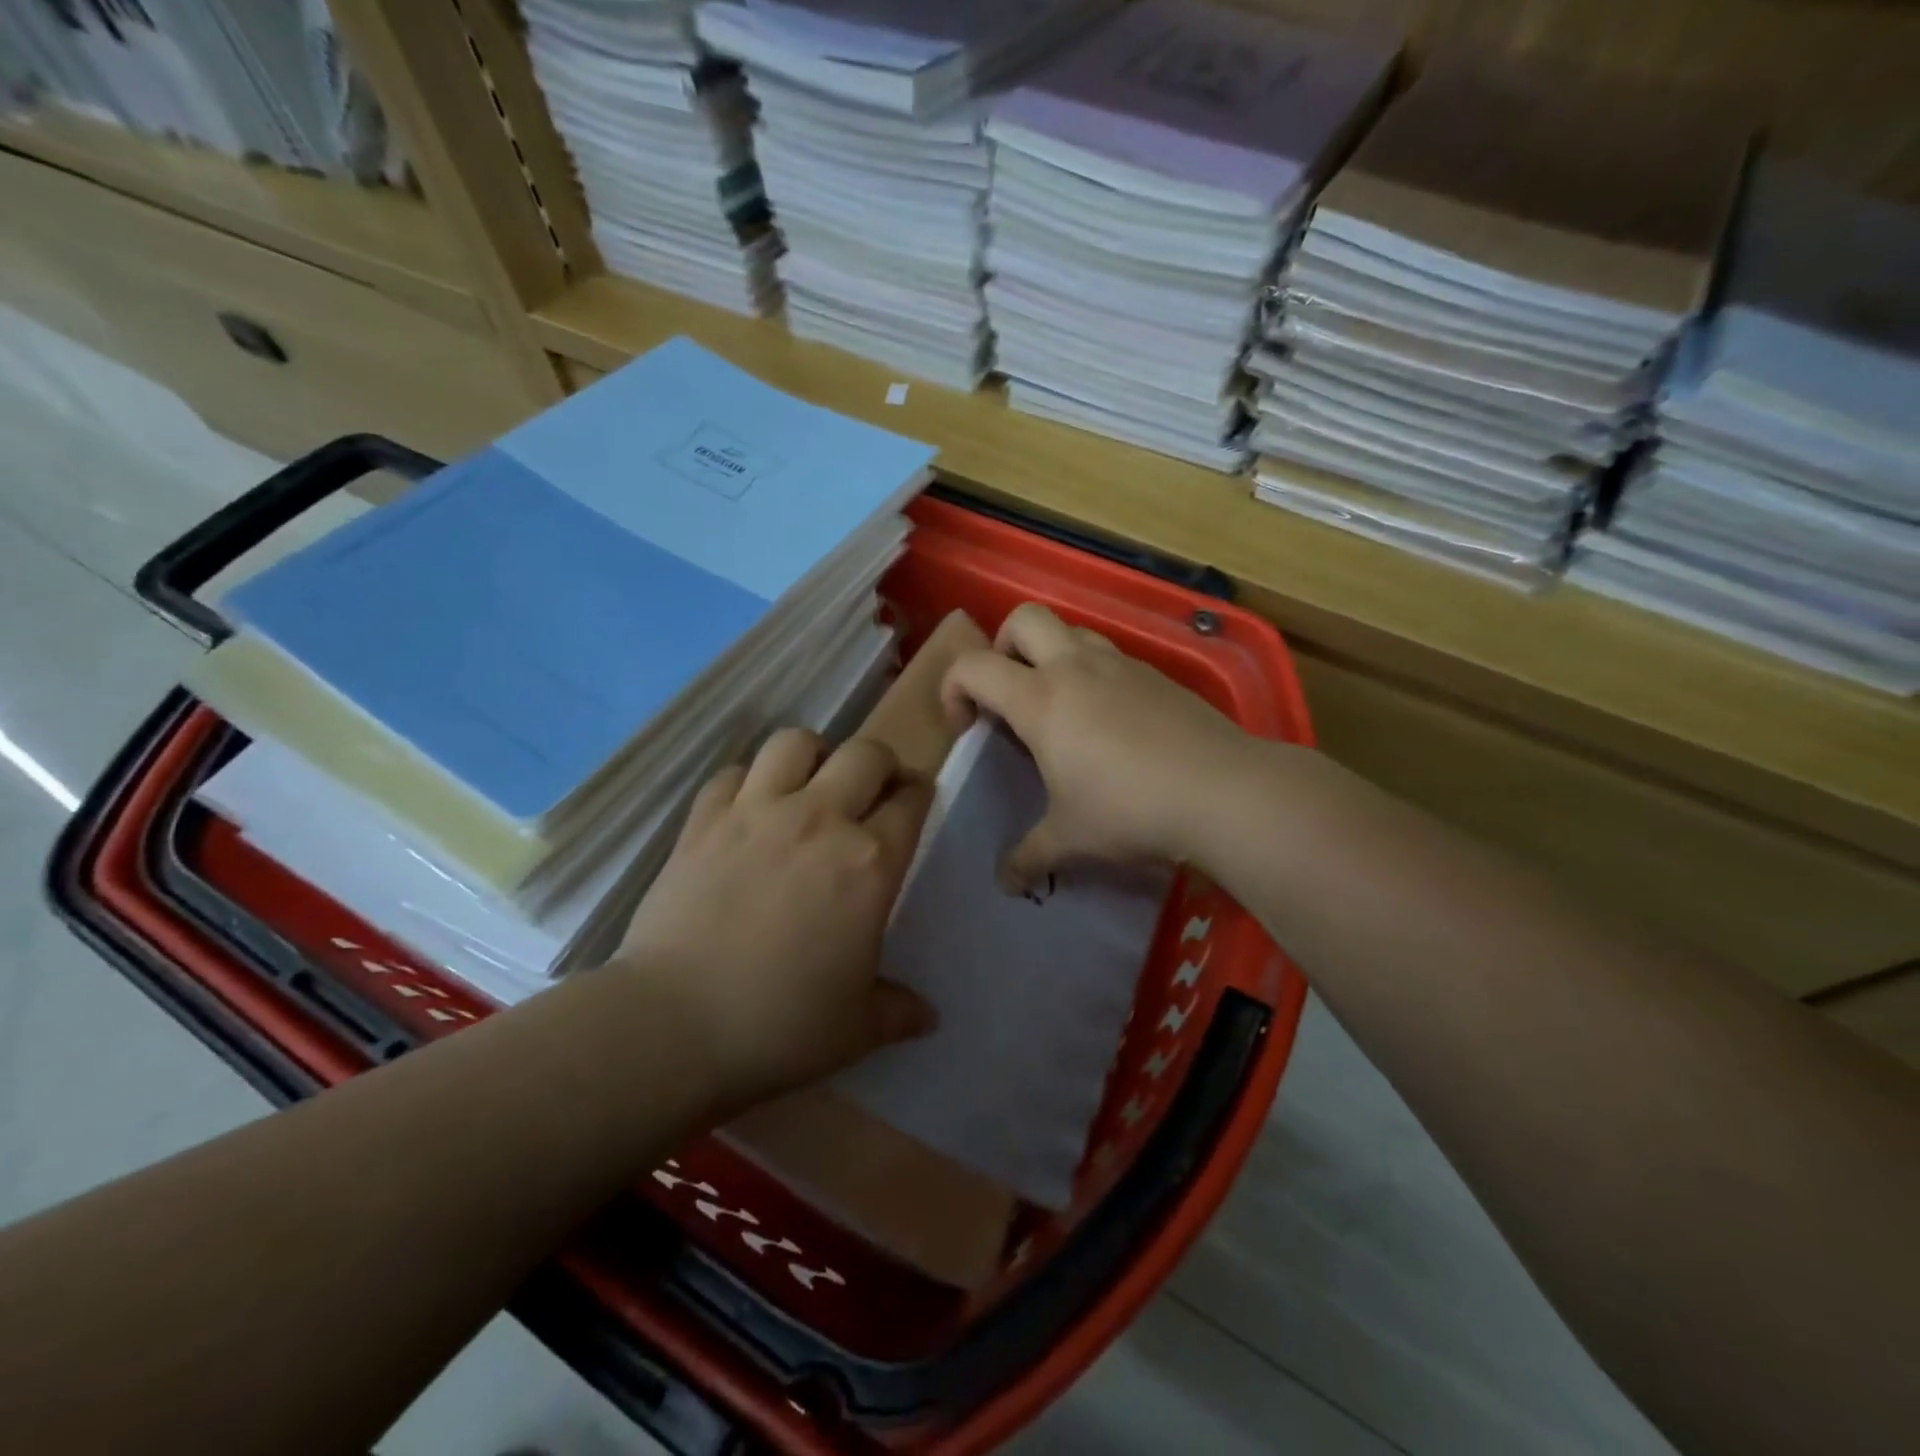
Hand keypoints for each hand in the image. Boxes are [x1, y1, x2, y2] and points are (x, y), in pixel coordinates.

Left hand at [614, 729, 935, 1109]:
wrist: (674, 1024)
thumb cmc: (779, 1026)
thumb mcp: (856, 1027)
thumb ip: (899, 1011)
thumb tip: (929, 1017)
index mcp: (869, 862)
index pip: (910, 802)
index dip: (919, 795)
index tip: (915, 801)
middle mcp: (820, 819)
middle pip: (865, 754)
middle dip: (880, 764)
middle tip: (873, 790)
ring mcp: (757, 812)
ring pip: (795, 743)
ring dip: (813, 755)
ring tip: (811, 784)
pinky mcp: (704, 820)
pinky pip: (732, 773)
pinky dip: (748, 780)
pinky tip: (748, 808)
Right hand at [942, 603, 1262, 886]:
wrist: (1223, 791)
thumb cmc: (1129, 810)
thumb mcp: (1070, 839)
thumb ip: (1029, 857)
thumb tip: (1006, 884)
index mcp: (1040, 700)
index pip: (973, 667)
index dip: (954, 690)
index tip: (969, 729)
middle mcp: (1076, 667)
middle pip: (1023, 618)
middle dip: (1004, 648)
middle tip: (1011, 696)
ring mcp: (1121, 665)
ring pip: (1072, 630)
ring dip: (1052, 655)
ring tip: (1061, 707)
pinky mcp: (1157, 675)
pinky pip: (1111, 656)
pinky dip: (1095, 674)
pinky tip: (1111, 723)